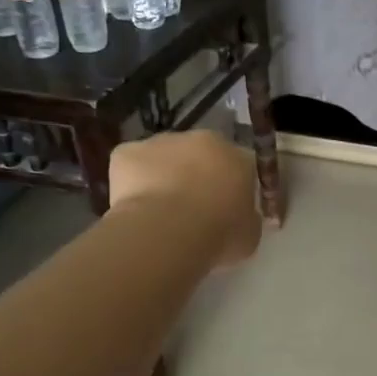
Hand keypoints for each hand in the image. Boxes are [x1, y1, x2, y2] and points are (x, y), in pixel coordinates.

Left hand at [109, 131, 261, 266]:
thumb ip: (247, 219)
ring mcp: (162, 142)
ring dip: (164, 175)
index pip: (241, 165)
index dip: (232, 186)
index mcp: (238, 157)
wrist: (167, 231)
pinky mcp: (127, 151)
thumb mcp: (250, 235)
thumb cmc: (218, 234)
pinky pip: (131, 164)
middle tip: (192, 209)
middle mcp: (202, 140)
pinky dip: (131, 181)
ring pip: (165, 156)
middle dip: (198, 174)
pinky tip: (134, 208)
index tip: (226, 208)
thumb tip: (242, 217)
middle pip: (202, 154)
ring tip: (159, 212)